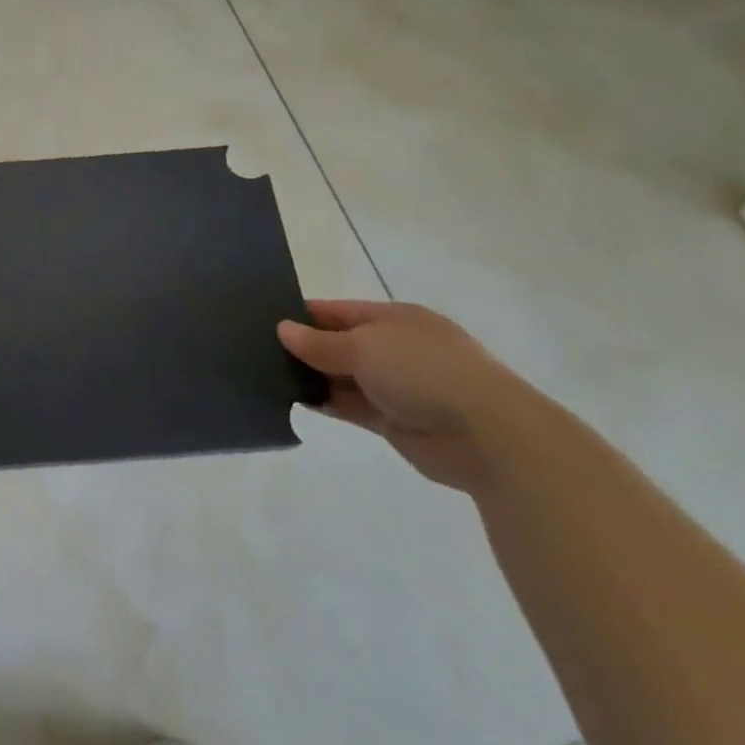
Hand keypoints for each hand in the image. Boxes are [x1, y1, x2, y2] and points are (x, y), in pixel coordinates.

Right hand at [279, 299, 529, 491]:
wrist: (487, 434)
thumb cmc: (423, 370)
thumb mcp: (364, 346)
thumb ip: (320, 343)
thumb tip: (282, 329)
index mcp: (393, 319)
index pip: (338, 311)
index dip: (303, 314)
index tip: (264, 318)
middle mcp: (393, 348)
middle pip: (339, 344)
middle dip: (304, 347)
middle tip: (256, 349)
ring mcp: (396, 385)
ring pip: (342, 376)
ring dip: (312, 376)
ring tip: (266, 374)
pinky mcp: (394, 421)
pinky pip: (351, 406)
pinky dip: (326, 403)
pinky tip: (295, 399)